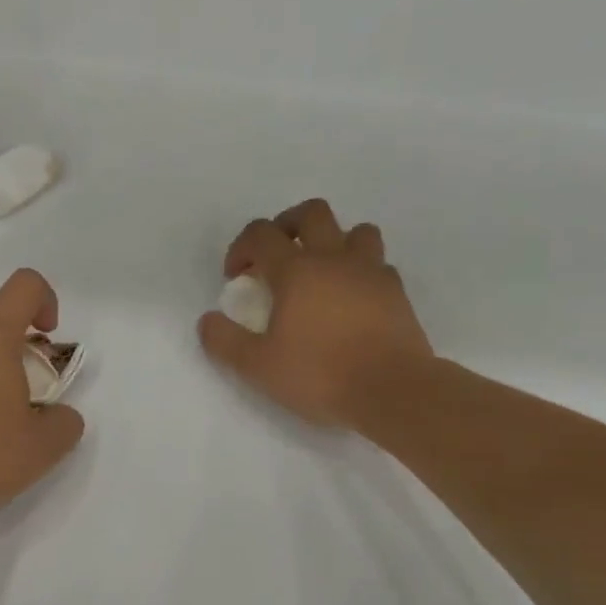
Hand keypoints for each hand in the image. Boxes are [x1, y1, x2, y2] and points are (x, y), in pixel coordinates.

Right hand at [198, 199, 433, 430]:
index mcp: (295, 270)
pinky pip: (378, 264)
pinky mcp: (397, 292)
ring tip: (320, 271)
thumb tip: (208, 320)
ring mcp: (371, 272)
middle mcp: (334, 259)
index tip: (236, 278)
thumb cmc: (319, 374)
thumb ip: (225, 340)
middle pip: (312, 213)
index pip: (261, 233)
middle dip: (286, 226)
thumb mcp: (257, 366)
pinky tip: (351, 297)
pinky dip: (360, 270)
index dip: (241, 247)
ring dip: (333, 241)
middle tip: (275, 257)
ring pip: (355, 230)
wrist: (393, 391)